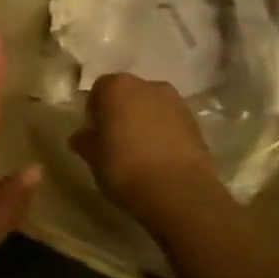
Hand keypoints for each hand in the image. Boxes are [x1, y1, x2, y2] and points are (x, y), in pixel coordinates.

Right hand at [68, 73, 216, 218]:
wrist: (179, 192)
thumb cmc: (125, 167)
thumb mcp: (92, 156)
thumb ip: (84, 140)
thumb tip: (82, 136)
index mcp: (117, 87)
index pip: (99, 90)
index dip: (94, 111)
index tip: (93, 133)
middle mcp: (148, 86)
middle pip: (128, 95)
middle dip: (121, 113)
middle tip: (114, 141)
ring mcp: (176, 103)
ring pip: (152, 108)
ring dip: (144, 122)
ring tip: (139, 152)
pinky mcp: (196, 124)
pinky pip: (171, 124)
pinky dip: (163, 134)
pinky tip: (158, 159)